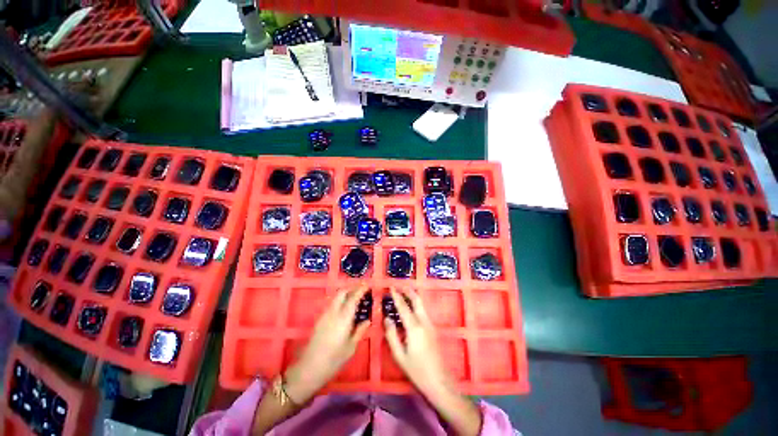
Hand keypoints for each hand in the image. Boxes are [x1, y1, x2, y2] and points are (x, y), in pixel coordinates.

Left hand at [284, 285, 369, 402]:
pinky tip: (345, 310)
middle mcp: (333, 312)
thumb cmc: (333, 360)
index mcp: (343, 318)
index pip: (353, 298)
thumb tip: (367, 320)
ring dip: (346, 294)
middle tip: (361, 290)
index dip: (360, 289)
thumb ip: (359, 331)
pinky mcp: (320, 320)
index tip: (367, 285)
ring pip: (336, 298)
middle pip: (342, 292)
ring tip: (355, 299)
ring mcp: (325, 315)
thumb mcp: (351, 347)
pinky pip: (332, 304)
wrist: (308, 369)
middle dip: (352, 288)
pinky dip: (340, 301)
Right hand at [383, 287, 453, 397]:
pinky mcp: (433, 329)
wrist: (439, 381)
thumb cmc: (417, 370)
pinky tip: (411, 307)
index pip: (403, 307)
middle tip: (400, 285)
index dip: (397, 296)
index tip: (391, 287)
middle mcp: (423, 322)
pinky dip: (416, 304)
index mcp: (414, 328)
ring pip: (421, 305)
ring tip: (404, 292)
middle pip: (417, 300)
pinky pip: (423, 311)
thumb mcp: (399, 355)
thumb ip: (392, 335)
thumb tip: (387, 319)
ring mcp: (430, 325)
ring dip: (413, 296)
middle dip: (408, 291)